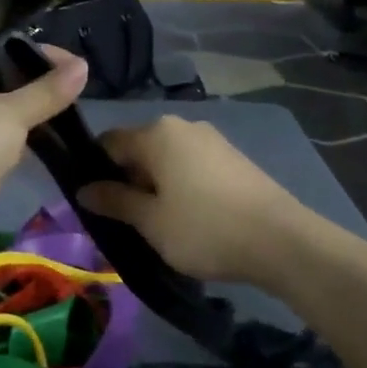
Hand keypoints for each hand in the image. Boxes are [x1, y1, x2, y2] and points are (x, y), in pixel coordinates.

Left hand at [0, 44, 88, 252]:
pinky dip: (21, 142)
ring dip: (28, 116)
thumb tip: (83, 66)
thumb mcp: (12, 112)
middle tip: (71, 87)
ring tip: (67, 111)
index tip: (66, 61)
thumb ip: (47, 91)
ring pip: (0, 116)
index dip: (28, 51)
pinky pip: (0, 144)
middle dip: (32, 85)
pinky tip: (50, 141)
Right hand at [77, 116, 315, 286]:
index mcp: (156, 133)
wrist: (282, 241)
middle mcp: (182, 125)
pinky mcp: (233, 157)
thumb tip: (83, 189)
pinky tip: (191, 219)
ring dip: (156, 186)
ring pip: (167, 159)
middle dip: (128, 180)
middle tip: (126, 221)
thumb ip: (114, 201)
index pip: (108, 142)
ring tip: (159, 225)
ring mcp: (212, 139)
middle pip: (139, 149)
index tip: (96, 204)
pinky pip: (192, 166)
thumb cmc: (204, 229)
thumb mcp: (151, 221)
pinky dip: (182, 186)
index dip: (95, 171)